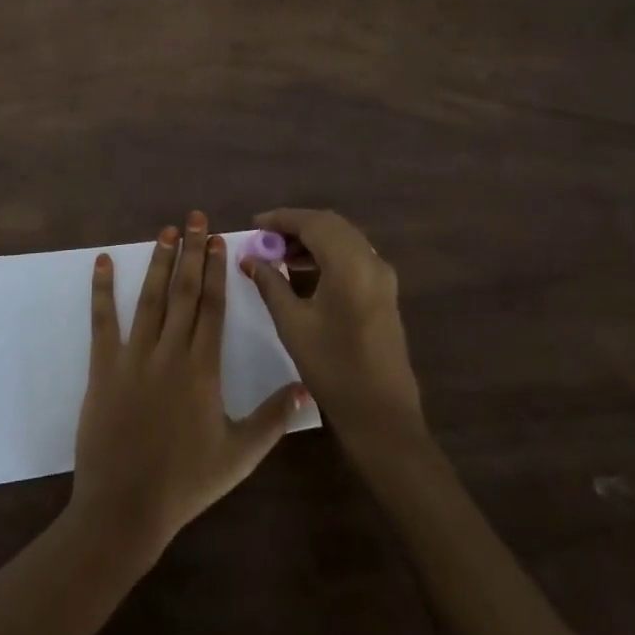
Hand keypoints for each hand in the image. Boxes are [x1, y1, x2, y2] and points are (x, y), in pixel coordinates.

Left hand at [70, 211, 304, 564]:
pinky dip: (102, 289)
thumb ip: (273, 419)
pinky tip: (103, 261)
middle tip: (195, 218)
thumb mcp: (239, 456)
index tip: (218, 240)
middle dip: (191, 251)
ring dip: (159, 262)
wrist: (125, 508)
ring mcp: (134, 356)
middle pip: (184, 291)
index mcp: (203, 368)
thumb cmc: (186, 482)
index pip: (212, 306)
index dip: (215, 270)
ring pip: (150, 298)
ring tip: (165, 231)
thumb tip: (306, 388)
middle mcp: (170, 351)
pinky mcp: (104, 367)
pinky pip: (103, 321)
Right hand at [244, 209, 424, 456]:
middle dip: (296, 226)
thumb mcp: (292, 324)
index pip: (313, 223)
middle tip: (265, 239)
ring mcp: (382, 276)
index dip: (281, 219)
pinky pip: (354, 256)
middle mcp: (371, 261)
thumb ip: (270, 284)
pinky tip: (305, 272)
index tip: (254, 224)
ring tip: (280, 256)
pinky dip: (328, 254)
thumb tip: (249, 258)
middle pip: (331, 225)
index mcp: (350, 264)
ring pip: (344, 239)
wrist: (382, 415)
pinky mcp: (385, 291)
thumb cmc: (333, 368)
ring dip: (312, 240)